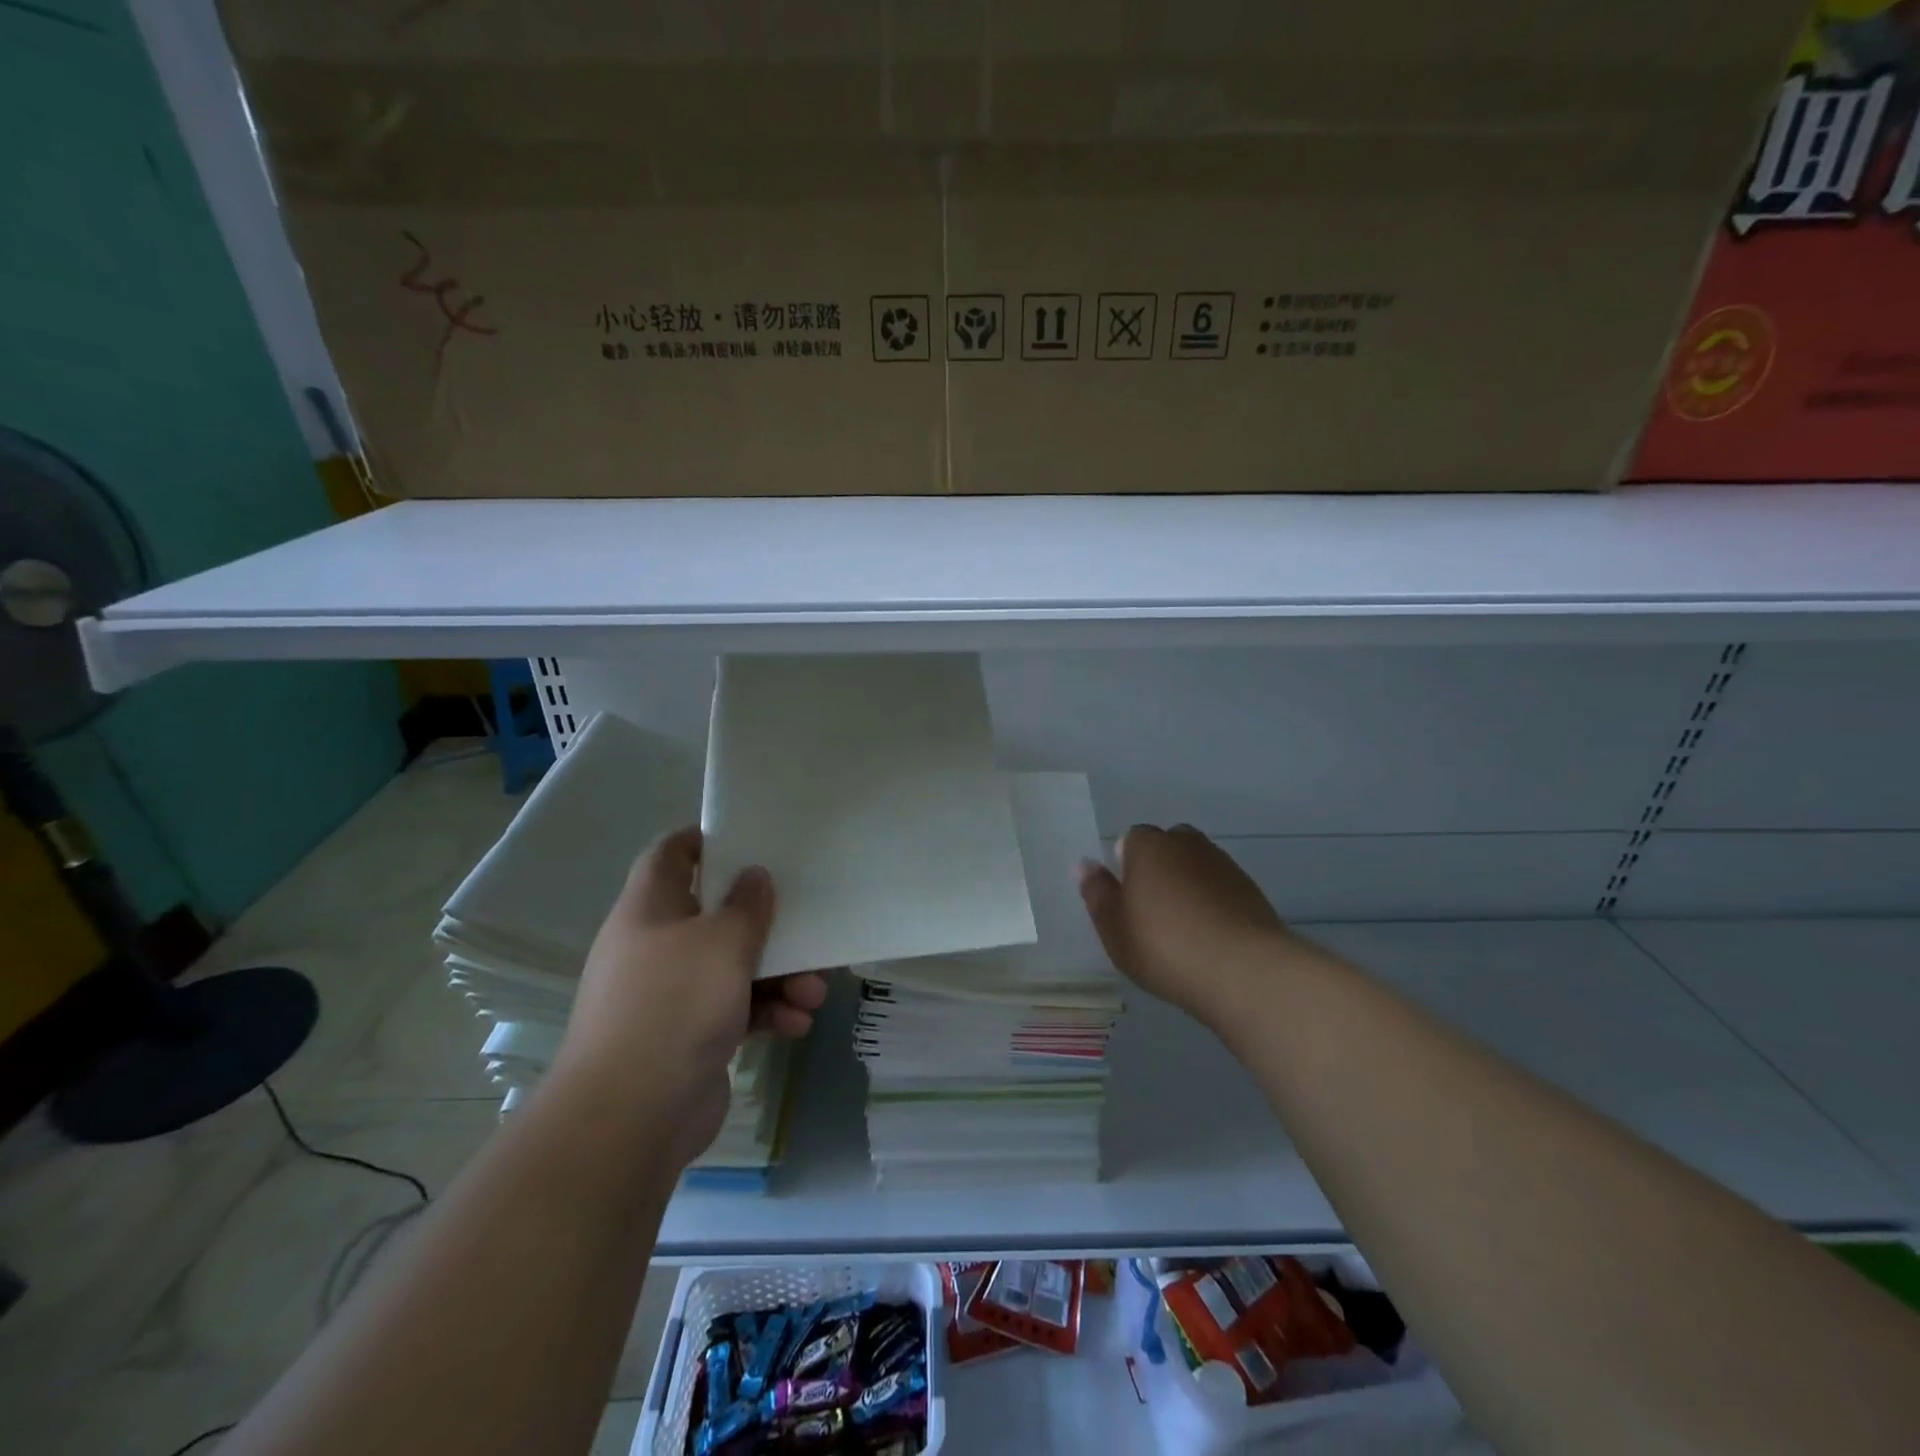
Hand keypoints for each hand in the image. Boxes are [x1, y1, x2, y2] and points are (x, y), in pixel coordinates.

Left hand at [551, 827, 826, 1169]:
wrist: (630, 1117)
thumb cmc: (674, 1006)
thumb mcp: (722, 943)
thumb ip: (746, 905)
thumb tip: (754, 876)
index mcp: (649, 910)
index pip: (670, 856)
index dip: (702, 840)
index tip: (747, 837)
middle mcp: (656, 947)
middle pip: (715, 916)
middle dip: (765, 925)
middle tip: (805, 927)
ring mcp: (670, 996)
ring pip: (733, 968)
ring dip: (779, 976)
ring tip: (814, 993)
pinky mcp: (689, 1037)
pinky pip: (736, 1010)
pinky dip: (767, 1013)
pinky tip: (797, 1025)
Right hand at [1076, 824, 1295, 1027]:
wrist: (1243, 970)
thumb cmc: (1164, 946)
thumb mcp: (1114, 928)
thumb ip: (1097, 893)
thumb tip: (1085, 864)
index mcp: (1149, 846)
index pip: (1132, 839)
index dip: (1126, 865)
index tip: (1127, 900)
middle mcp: (1187, 844)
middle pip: (1168, 847)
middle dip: (1159, 868)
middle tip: (1152, 910)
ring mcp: (1224, 864)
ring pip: (1197, 866)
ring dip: (1189, 886)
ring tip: (1183, 928)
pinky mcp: (1251, 890)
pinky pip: (1221, 888)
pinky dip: (1213, 903)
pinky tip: (1210, 936)